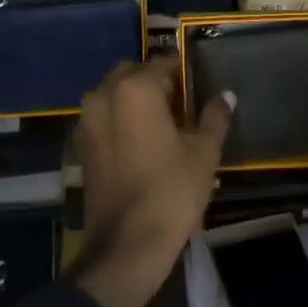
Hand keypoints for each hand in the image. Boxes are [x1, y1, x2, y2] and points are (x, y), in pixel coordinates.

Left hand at [70, 57, 232, 306]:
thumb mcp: (204, 152)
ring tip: (163, 123)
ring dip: (135, 99)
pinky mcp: (81, 145)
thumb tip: (226, 95)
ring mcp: (87, 121)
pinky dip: (120, 120)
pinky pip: (103, 118)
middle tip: (181, 103)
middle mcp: (104, 95)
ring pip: (113, 94)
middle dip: (154, 81)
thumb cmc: (172, 191)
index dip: (182, 70)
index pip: (162, 63)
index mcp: (135, 89)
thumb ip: (214, 117)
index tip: (198, 83)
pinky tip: (143, 142)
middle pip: (131, 73)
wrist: (127, 243)